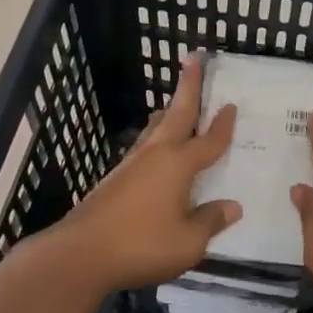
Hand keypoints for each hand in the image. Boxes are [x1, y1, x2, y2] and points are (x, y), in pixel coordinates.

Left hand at [55, 54, 240, 291]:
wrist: (80, 253)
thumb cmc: (142, 244)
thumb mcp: (188, 242)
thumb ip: (210, 222)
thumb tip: (232, 206)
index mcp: (179, 164)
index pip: (209, 141)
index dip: (223, 124)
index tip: (231, 104)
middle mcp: (157, 155)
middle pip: (178, 114)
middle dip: (188, 86)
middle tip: (194, 59)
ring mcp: (131, 165)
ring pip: (155, 128)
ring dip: (169, 113)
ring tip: (173, 104)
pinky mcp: (114, 179)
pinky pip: (144, 148)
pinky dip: (155, 138)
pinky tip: (154, 151)